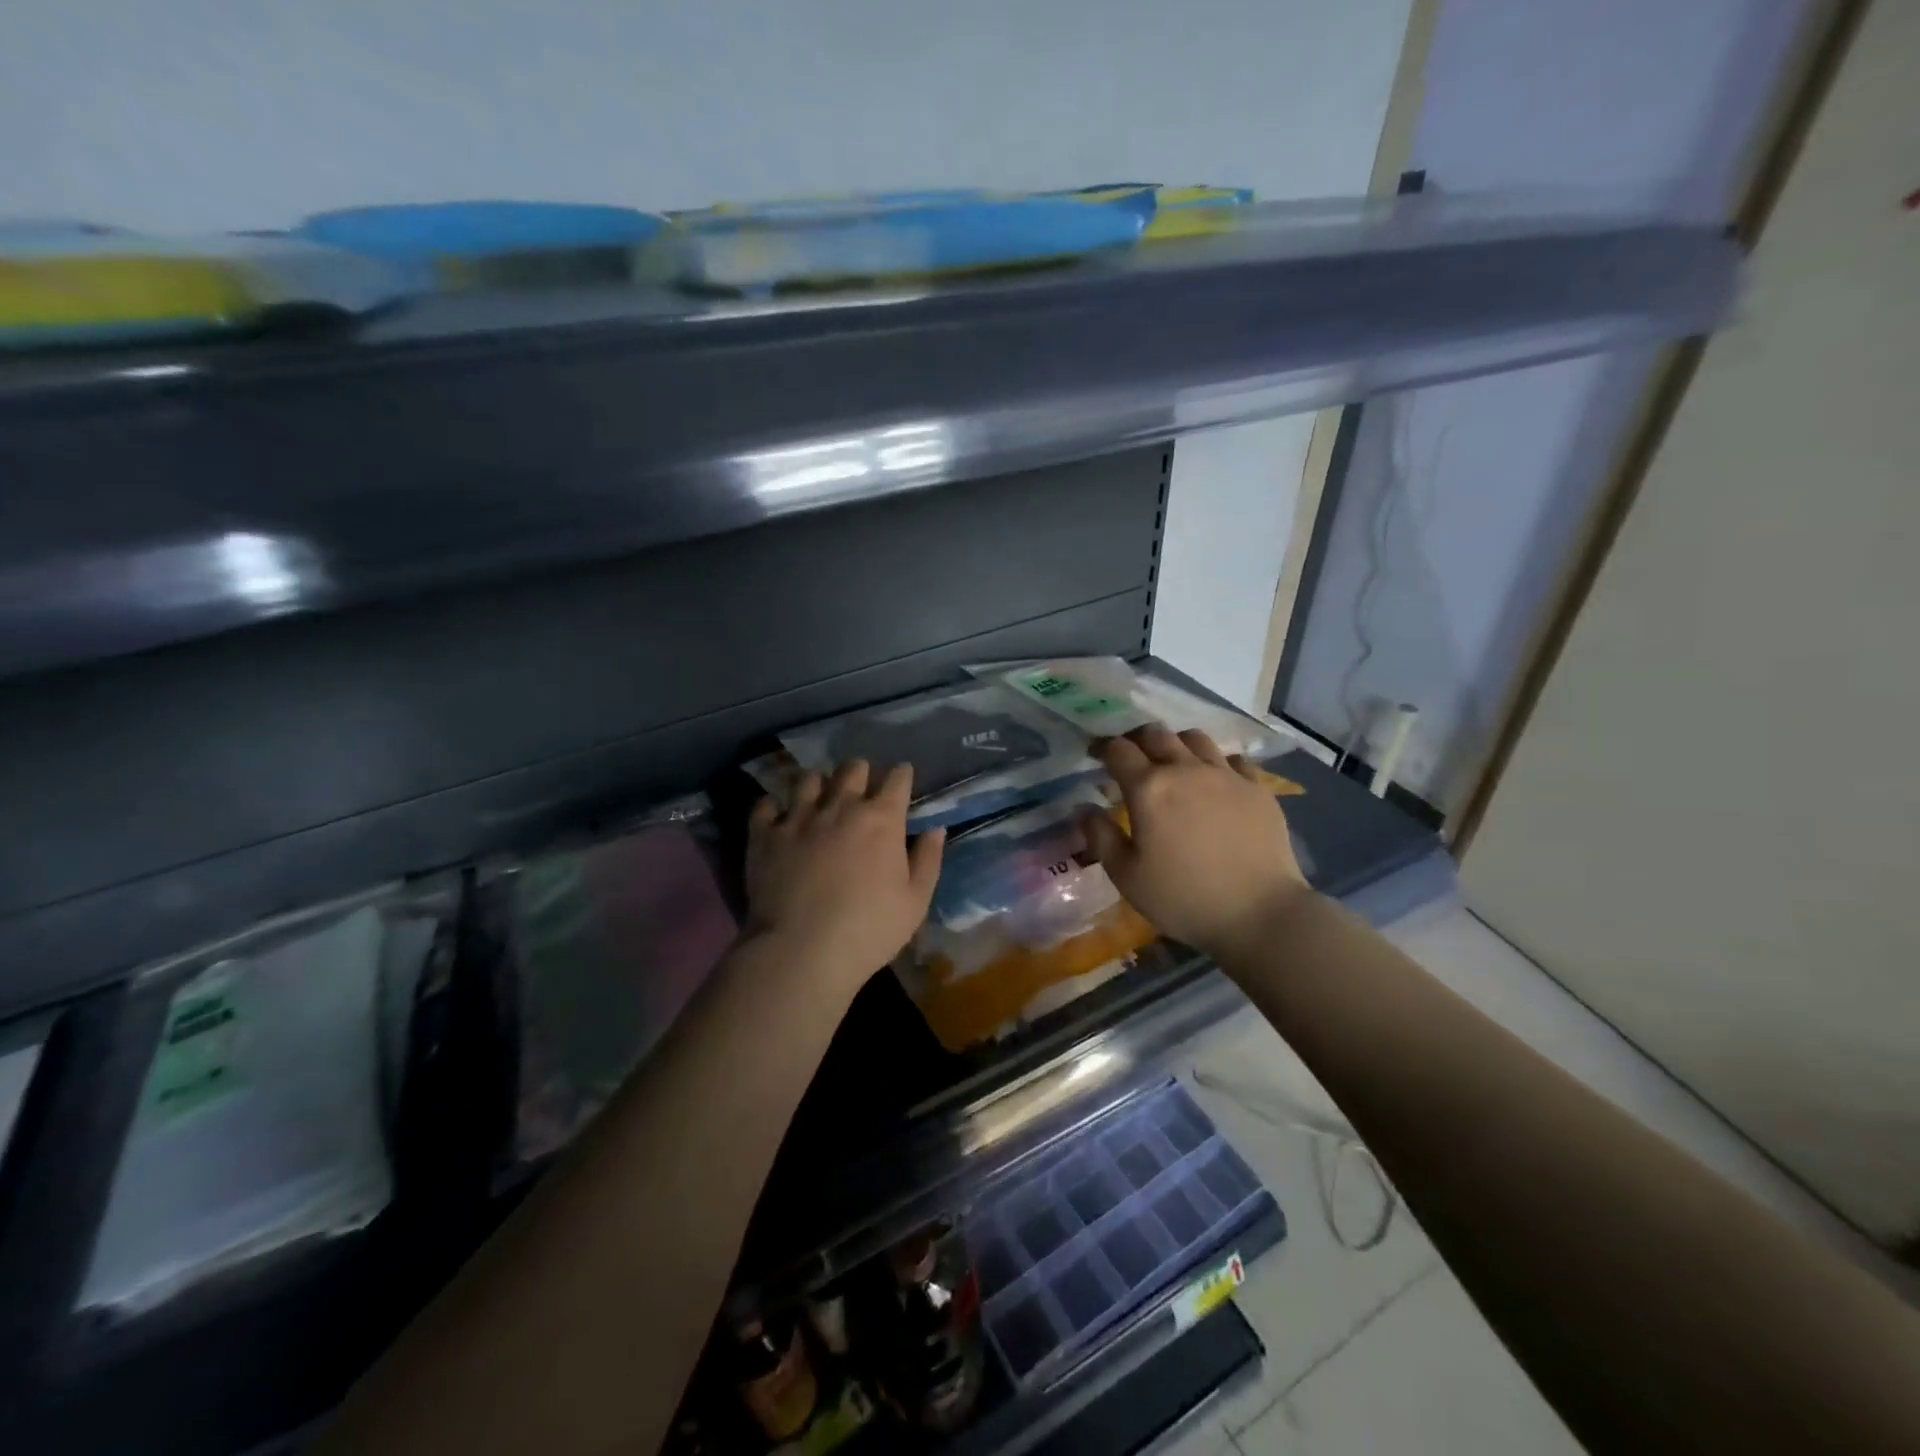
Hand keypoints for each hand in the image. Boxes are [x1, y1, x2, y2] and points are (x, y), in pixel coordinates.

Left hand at [745, 761, 945, 994]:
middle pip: (852, 768)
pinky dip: (774, 807)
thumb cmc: (868, 930)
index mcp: (881, 819)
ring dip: (819, 783)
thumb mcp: (915, 902)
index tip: (902, 780)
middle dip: (861, 773)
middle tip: (861, 790)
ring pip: (809, 778)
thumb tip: (935, 829)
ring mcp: (798, 817)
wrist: (801, 951)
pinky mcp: (764, 835)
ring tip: (820, 798)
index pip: (896, 778)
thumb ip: (927, 860)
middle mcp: (840, 806)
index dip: (901, 775)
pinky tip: (779, 818)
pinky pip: (766, 805)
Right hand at [1081, 724, 1312, 961]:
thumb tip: (1083, 807)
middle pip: (1156, 734)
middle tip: (1131, 757)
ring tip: (1173, 764)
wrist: (1260, 913)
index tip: (1095, 757)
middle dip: (1137, 739)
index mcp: (1149, 788)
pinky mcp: (1257, 788)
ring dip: (1176, 745)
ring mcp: (1226, 775)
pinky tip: (1215, 782)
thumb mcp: (1126, 876)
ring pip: (1195, 738)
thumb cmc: (1183, 898)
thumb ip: (1100, 836)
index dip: (1102, 748)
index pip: (1118, 749)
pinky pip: (1232, 759)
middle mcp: (1186, 769)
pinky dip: (1216, 763)